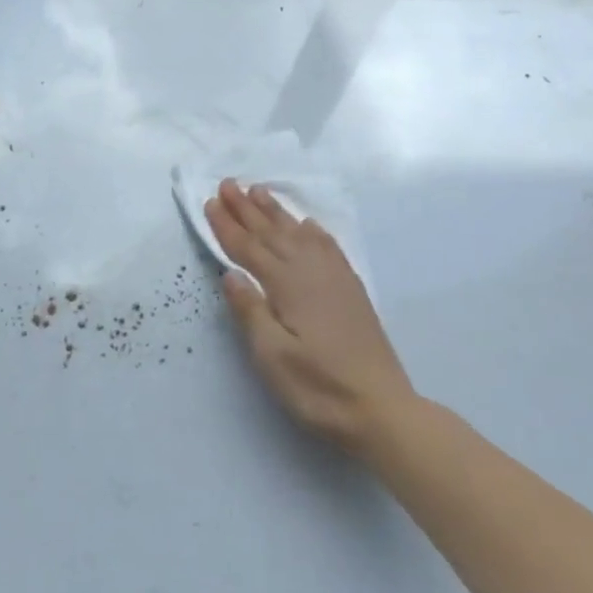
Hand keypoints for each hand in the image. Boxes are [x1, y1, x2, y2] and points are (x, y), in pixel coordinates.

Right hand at [204, 180, 414, 454]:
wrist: (382, 409)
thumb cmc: (319, 388)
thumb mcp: (273, 358)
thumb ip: (250, 312)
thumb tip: (229, 273)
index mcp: (287, 286)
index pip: (249, 249)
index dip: (227, 226)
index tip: (210, 202)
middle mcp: (310, 272)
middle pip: (272, 233)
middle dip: (247, 209)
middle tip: (227, 183)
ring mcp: (334, 279)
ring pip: (298, 234)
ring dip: (276, 212)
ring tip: (259, 191)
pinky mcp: (351, 290)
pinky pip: (327, 247)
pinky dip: (313, 231)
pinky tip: (308, 224)